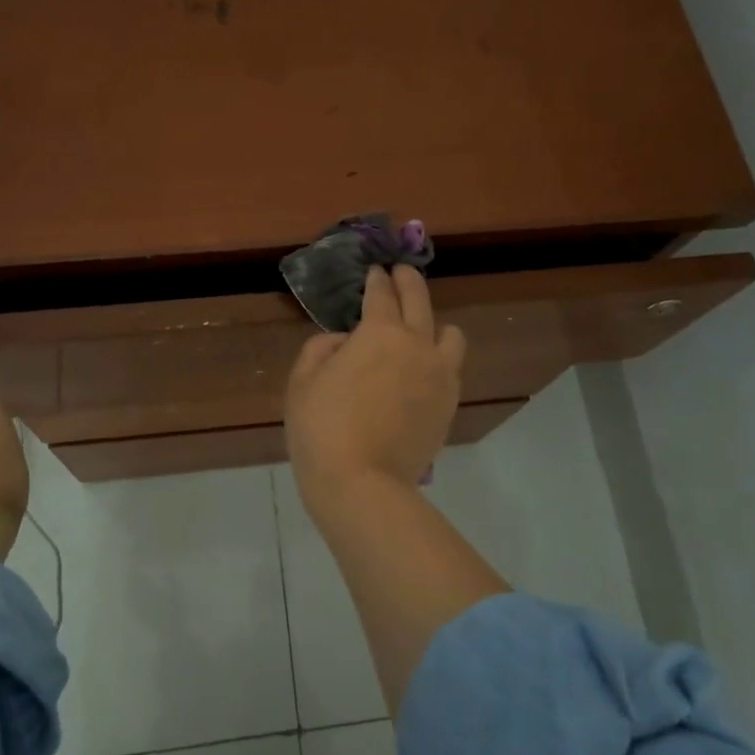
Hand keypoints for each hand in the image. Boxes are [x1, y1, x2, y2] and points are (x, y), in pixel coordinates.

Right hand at [285, 266, 466, 513]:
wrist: (363, 484)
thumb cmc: (323, 428)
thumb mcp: (303, 381)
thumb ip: (322, 346)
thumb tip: (345, 341)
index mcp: (380, 332)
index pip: (381, 294)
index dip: (377, 278)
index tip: (375, 270)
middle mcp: (418, 344)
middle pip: (420, 300)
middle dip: (408, 281)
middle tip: (401, 272)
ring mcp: (440, 374)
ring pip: (450, 334)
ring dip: (434, 323)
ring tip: (420, 329)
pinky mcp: (450, 403)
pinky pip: (452, 367)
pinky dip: (440, 358)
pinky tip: (423, 367)